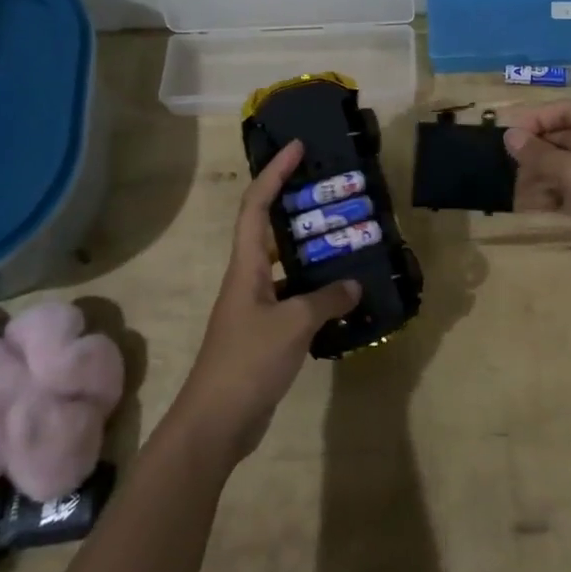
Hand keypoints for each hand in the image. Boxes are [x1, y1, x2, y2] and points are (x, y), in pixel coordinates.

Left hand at [170, 140, 360, 463]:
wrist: (216, 422)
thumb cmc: (247, 362)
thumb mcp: (293, 325)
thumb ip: (326, 300)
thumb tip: (353, 285)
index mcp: (246, 266)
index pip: (256, 206)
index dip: (274, 173)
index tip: (297, 149)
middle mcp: (248, 278)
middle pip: (270, 229)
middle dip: (297, 206)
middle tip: (333, 193)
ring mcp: (256, 306)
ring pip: (286, 266)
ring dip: (313, 252)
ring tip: (348, 240)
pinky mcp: (267, 333)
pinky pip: (296, 298)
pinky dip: (318, 292)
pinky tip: (345, 296)